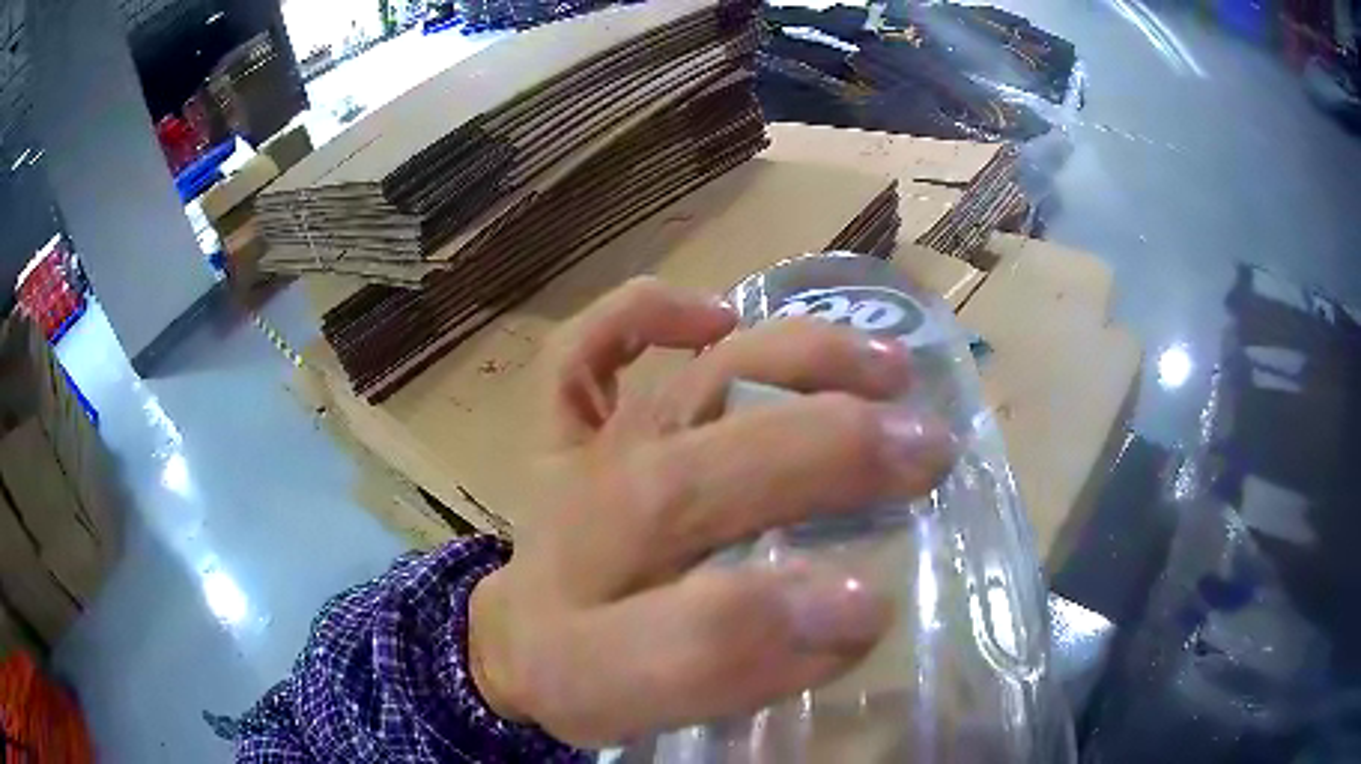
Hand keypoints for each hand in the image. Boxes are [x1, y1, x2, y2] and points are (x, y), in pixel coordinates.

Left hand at [469, 278, 953, 747]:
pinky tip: (716, 315)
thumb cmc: (589, 676)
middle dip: (824, 458)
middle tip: (931, 448)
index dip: (782, 621)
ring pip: (676, 396)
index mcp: (589, 643)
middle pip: (692, 483)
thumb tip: (851, 616)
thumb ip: (737, 674)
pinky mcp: (560, 426)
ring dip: (792, 366)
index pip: (683, 633)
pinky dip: (640, 314)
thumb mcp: (646, 711)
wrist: (516, 634)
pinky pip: (579, 351)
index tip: (878, 605)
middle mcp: (582, 538)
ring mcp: (574, 465)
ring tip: (887, 368)